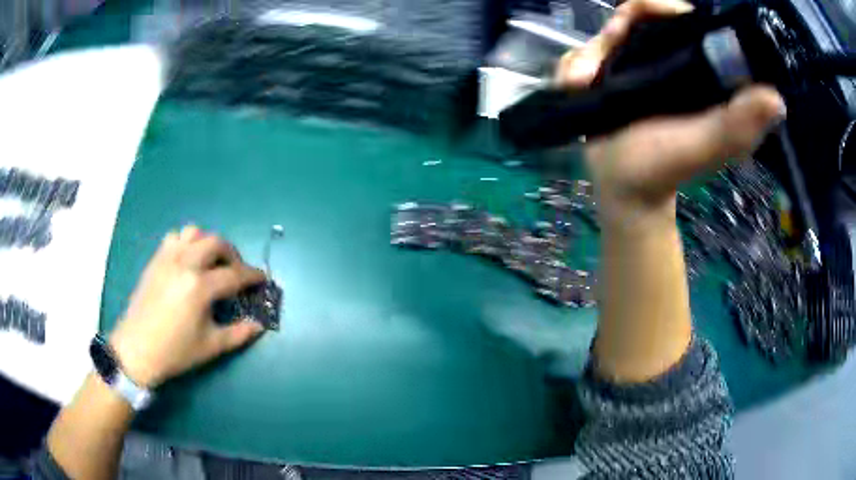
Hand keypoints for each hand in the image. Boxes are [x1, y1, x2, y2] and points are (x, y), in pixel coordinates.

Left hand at [109, 226, 266, 388]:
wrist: (136, 349)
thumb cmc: (175, 351)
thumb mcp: (211, 347)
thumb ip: (239, 334)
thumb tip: (259, 325)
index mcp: (199, 287)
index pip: (234, 274)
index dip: (252, 275)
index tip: (263, 279)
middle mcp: (184, 264)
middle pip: (216, 242)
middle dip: (233, 254)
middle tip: (236, 272)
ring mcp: (167, 258)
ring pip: (194, 232)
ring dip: (208, 243)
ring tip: (211, 262)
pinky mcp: (155, 260)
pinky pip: (175, 237)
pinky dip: (187, 243)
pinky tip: (188, 261)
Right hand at [556, 0, 785, 228]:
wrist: (625, 190)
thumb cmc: (668, 169)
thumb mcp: (709, 146)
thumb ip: (739, 124)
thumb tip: (775, 98)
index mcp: (692, 68)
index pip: (679, 20)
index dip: (665, 8)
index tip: (653, 16)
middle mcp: (663, 60)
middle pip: (637, 19)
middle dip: (619, 26)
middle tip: (613, 41)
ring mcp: (631, 66)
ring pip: (605, 35)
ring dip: (589, 52)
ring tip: (582, 81)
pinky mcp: (603, 77)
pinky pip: (582, 54)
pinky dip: (573, 66)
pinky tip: (574, 86)